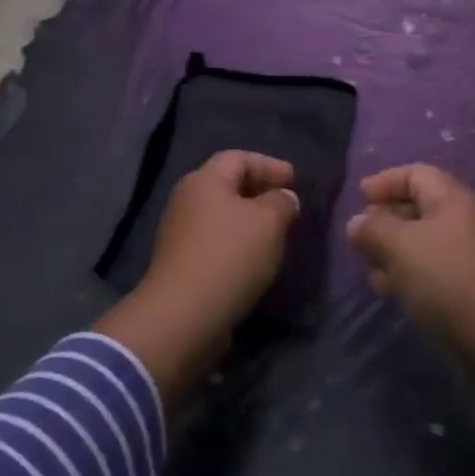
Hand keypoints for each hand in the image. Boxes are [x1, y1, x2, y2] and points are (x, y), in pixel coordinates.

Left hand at [147, 150, 299, 326]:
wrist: (182, 317)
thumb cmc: (229, 256)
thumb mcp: (269, 222)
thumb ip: (282, 202)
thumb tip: (284, 197)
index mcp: (205, 180)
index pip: (240, 158)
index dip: (270, 165)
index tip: (295, 181)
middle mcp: (187, 200)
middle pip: (227, 185)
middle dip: (259, 191)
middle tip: (287, 204)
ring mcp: (179, 234)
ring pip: (221, 215)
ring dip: (249, 220)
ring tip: (276, 233)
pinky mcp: (180, 264)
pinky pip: (215, 242)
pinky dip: (237, 243)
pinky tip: (255, 259)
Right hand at [346, 164, 474, 335]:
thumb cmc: (446, 278)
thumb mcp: (401, 247)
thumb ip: (374, 229)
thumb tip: (357, 222)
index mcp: (452, 198)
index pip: (416, 174)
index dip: (385, 181)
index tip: (359, 197)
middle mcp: (463, 219)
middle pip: (418, 205)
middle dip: (385, 218)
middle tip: (359, 237)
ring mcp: (467, 252)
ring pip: (422, 239)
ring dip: (393, 248)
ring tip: (369, 267)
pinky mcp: (467, 284)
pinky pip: (430, 266)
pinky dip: (407, 270)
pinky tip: (390, 289)